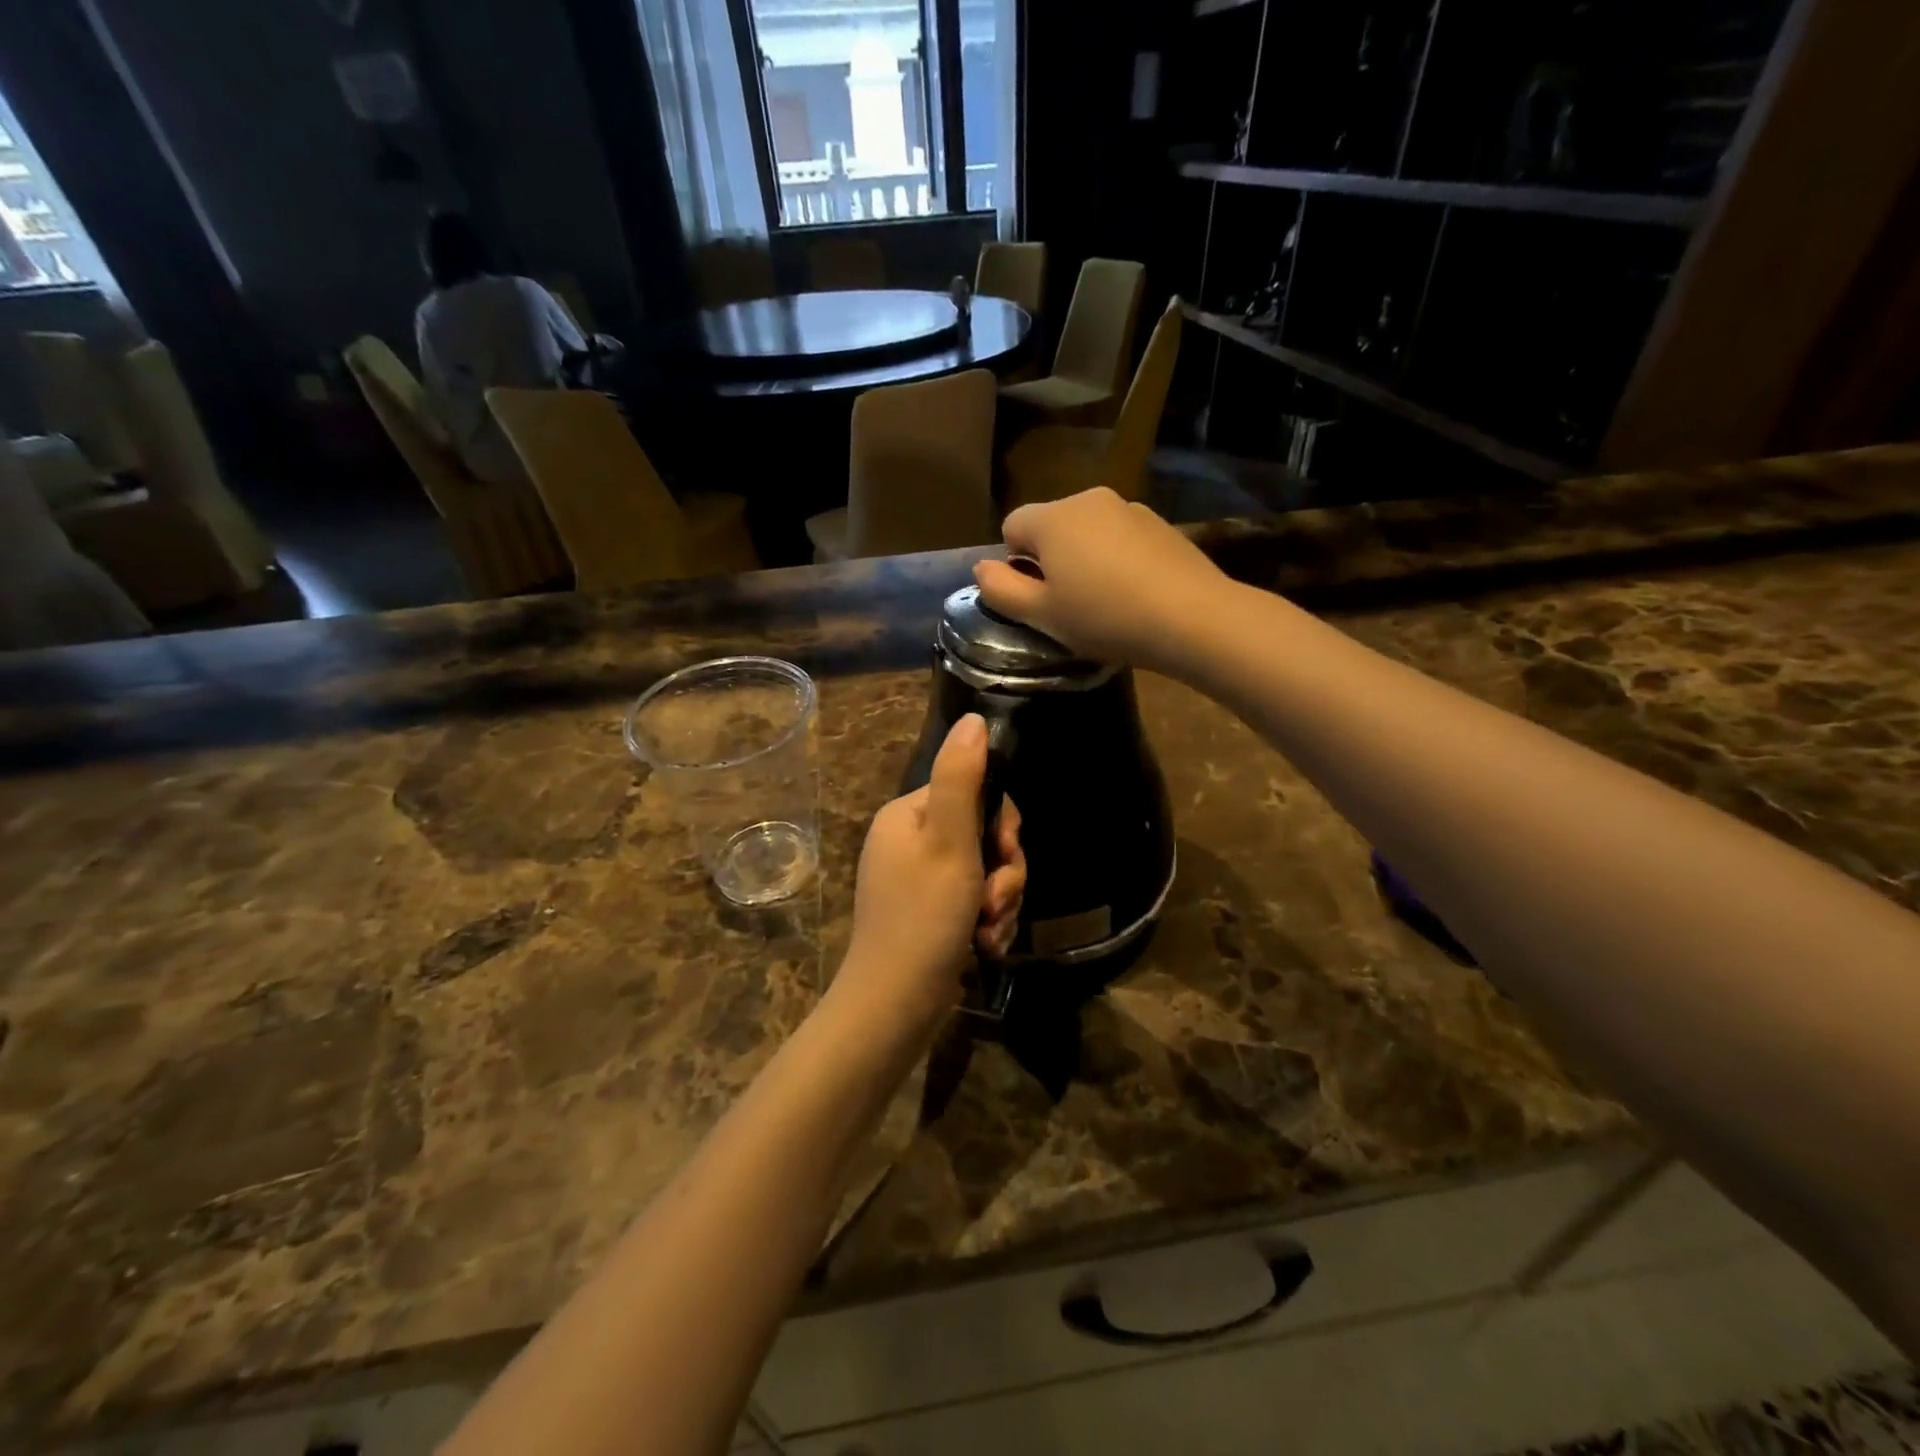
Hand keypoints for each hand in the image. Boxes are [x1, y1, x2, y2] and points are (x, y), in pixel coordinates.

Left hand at [838, 715, 1026, 1032]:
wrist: (894, 1007)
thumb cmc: (923, 918)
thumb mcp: (949, 843)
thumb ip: (963, 778)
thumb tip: (975, 719)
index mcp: (908, 816)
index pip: (974, 794)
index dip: (1001, 825)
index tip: (1006, 855)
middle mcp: (910, 842)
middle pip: (984, 836)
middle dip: (1003, 872)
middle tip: (995, 902)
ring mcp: (919, 881)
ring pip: (986, 873)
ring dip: (1000, 902)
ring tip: (988, 932)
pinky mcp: (930, 915)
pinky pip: (974, 903)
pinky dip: (987, 923)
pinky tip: (984, 947)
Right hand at [973, 488, 1229, 669]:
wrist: (1192, 617)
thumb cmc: (1104, 618)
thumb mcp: (1042, 615)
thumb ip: (1001, 590)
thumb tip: (981, 568)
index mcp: (1053, 518)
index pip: (1011, 526)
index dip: (1016, 564)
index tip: (1039, 598)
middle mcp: (1088, 499)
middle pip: (1051, 526)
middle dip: (1051, 560)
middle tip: (1070, 605)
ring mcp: (1129, 508)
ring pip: (1088, 532)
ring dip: (1085, 559)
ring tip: (1106, 602)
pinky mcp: (1160, 524)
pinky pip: (1120, 538)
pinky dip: (1118, 559)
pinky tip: (1136, 593)